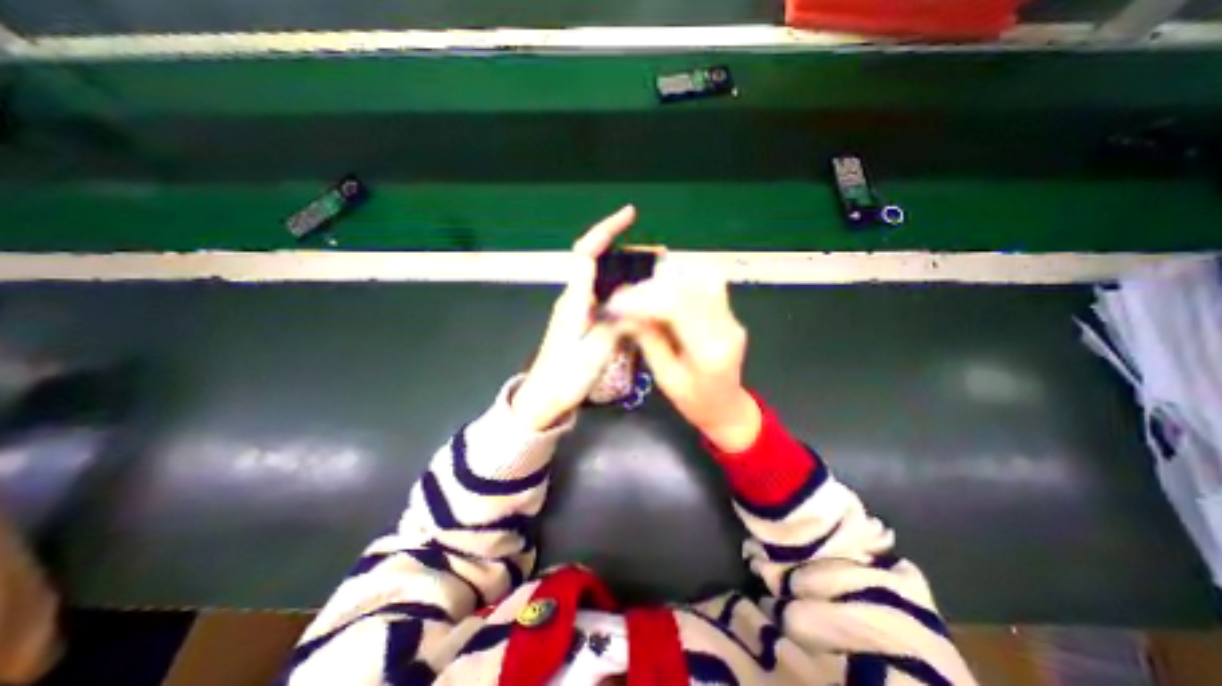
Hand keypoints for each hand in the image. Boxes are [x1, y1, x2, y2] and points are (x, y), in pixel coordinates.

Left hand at [510, 204, 633, 429]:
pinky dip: (623, 292)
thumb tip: (635, 299)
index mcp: (574, 299)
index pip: (587, 252)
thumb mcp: (596, 351)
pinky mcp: (581, 323)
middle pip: (597, 261)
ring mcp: (577, 311)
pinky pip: (604, 298)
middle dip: (624, 251)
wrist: (545, 399)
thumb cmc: (566, 376)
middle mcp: (574, 298)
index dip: (606, 229)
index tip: (629, 215)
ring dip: (626, 272)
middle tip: (656, 255)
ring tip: (654, 275)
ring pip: (603, 281)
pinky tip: (639, 300)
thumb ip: (617, 322)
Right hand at [603, 263, 761, 449]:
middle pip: (687, 288)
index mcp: (709, 351)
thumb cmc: (693, 401)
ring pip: (699, 278)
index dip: (642, 300)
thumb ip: (648, 340)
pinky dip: (680, 281)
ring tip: (642, 295)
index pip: (676, 308)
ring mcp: (731, 317)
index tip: (615, 304)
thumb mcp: (665, 377)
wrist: (726, 406)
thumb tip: (624, 313)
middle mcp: (726, 327)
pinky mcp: (729, 312)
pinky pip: (705, 283)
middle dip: (649, 289)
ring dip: (665, 281)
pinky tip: (663, 291)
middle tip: (623, 299)